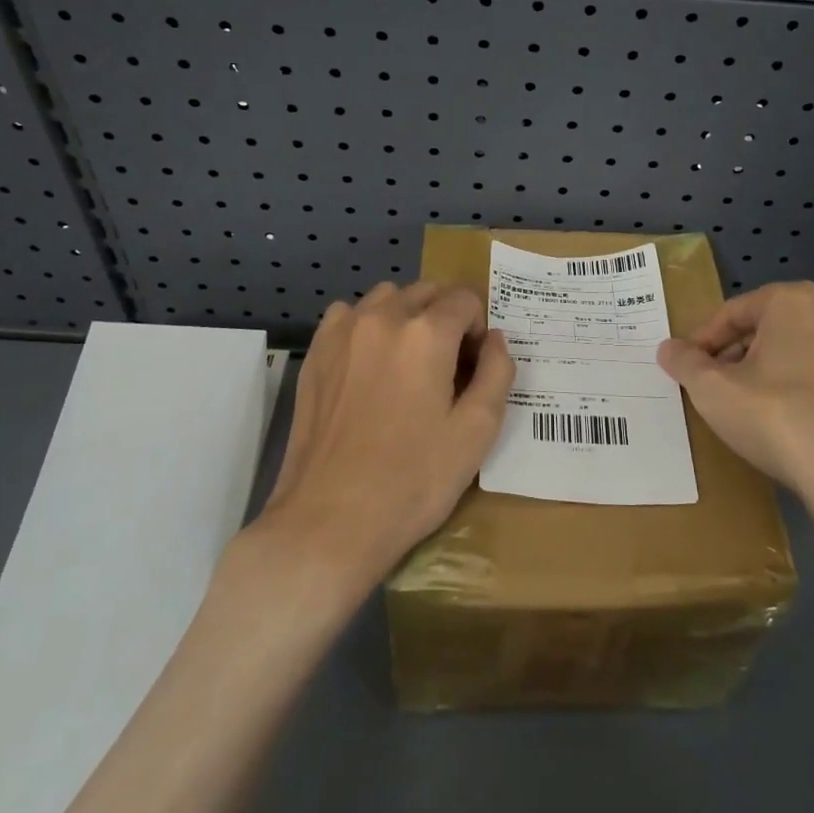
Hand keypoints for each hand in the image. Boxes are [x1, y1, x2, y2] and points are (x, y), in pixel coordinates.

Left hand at [260, 282, 513, 586]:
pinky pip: (349, 314)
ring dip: (407, 314)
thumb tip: (495, 339)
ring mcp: (343, 332)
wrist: (329, 521)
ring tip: (408, 361)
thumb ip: (496, 373)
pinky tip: (370, 363)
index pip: (464, 299)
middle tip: (448, 364)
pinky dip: (367, 324)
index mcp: (427, 334)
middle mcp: (383, 318)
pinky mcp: (316, 352)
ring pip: (387, 296)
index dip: (478, 326)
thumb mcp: (476, 432)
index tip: (474, 364)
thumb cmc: (412, 480)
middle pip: (427, 291)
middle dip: (446, 316)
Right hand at [656, 282, 813, 555]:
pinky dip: (784, 395)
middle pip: (759, 331)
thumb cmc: (776, 416)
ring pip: (784, 357)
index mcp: (792, 302)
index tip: (682, 369)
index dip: (700, 341)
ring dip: (754, 377)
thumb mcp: (713, 389)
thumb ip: (685, 363)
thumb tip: (668, 348)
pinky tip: (770, 427)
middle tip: (704, 388)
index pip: (731, 313)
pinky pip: (808, 382)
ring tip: (733, 409)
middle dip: (728, 358)